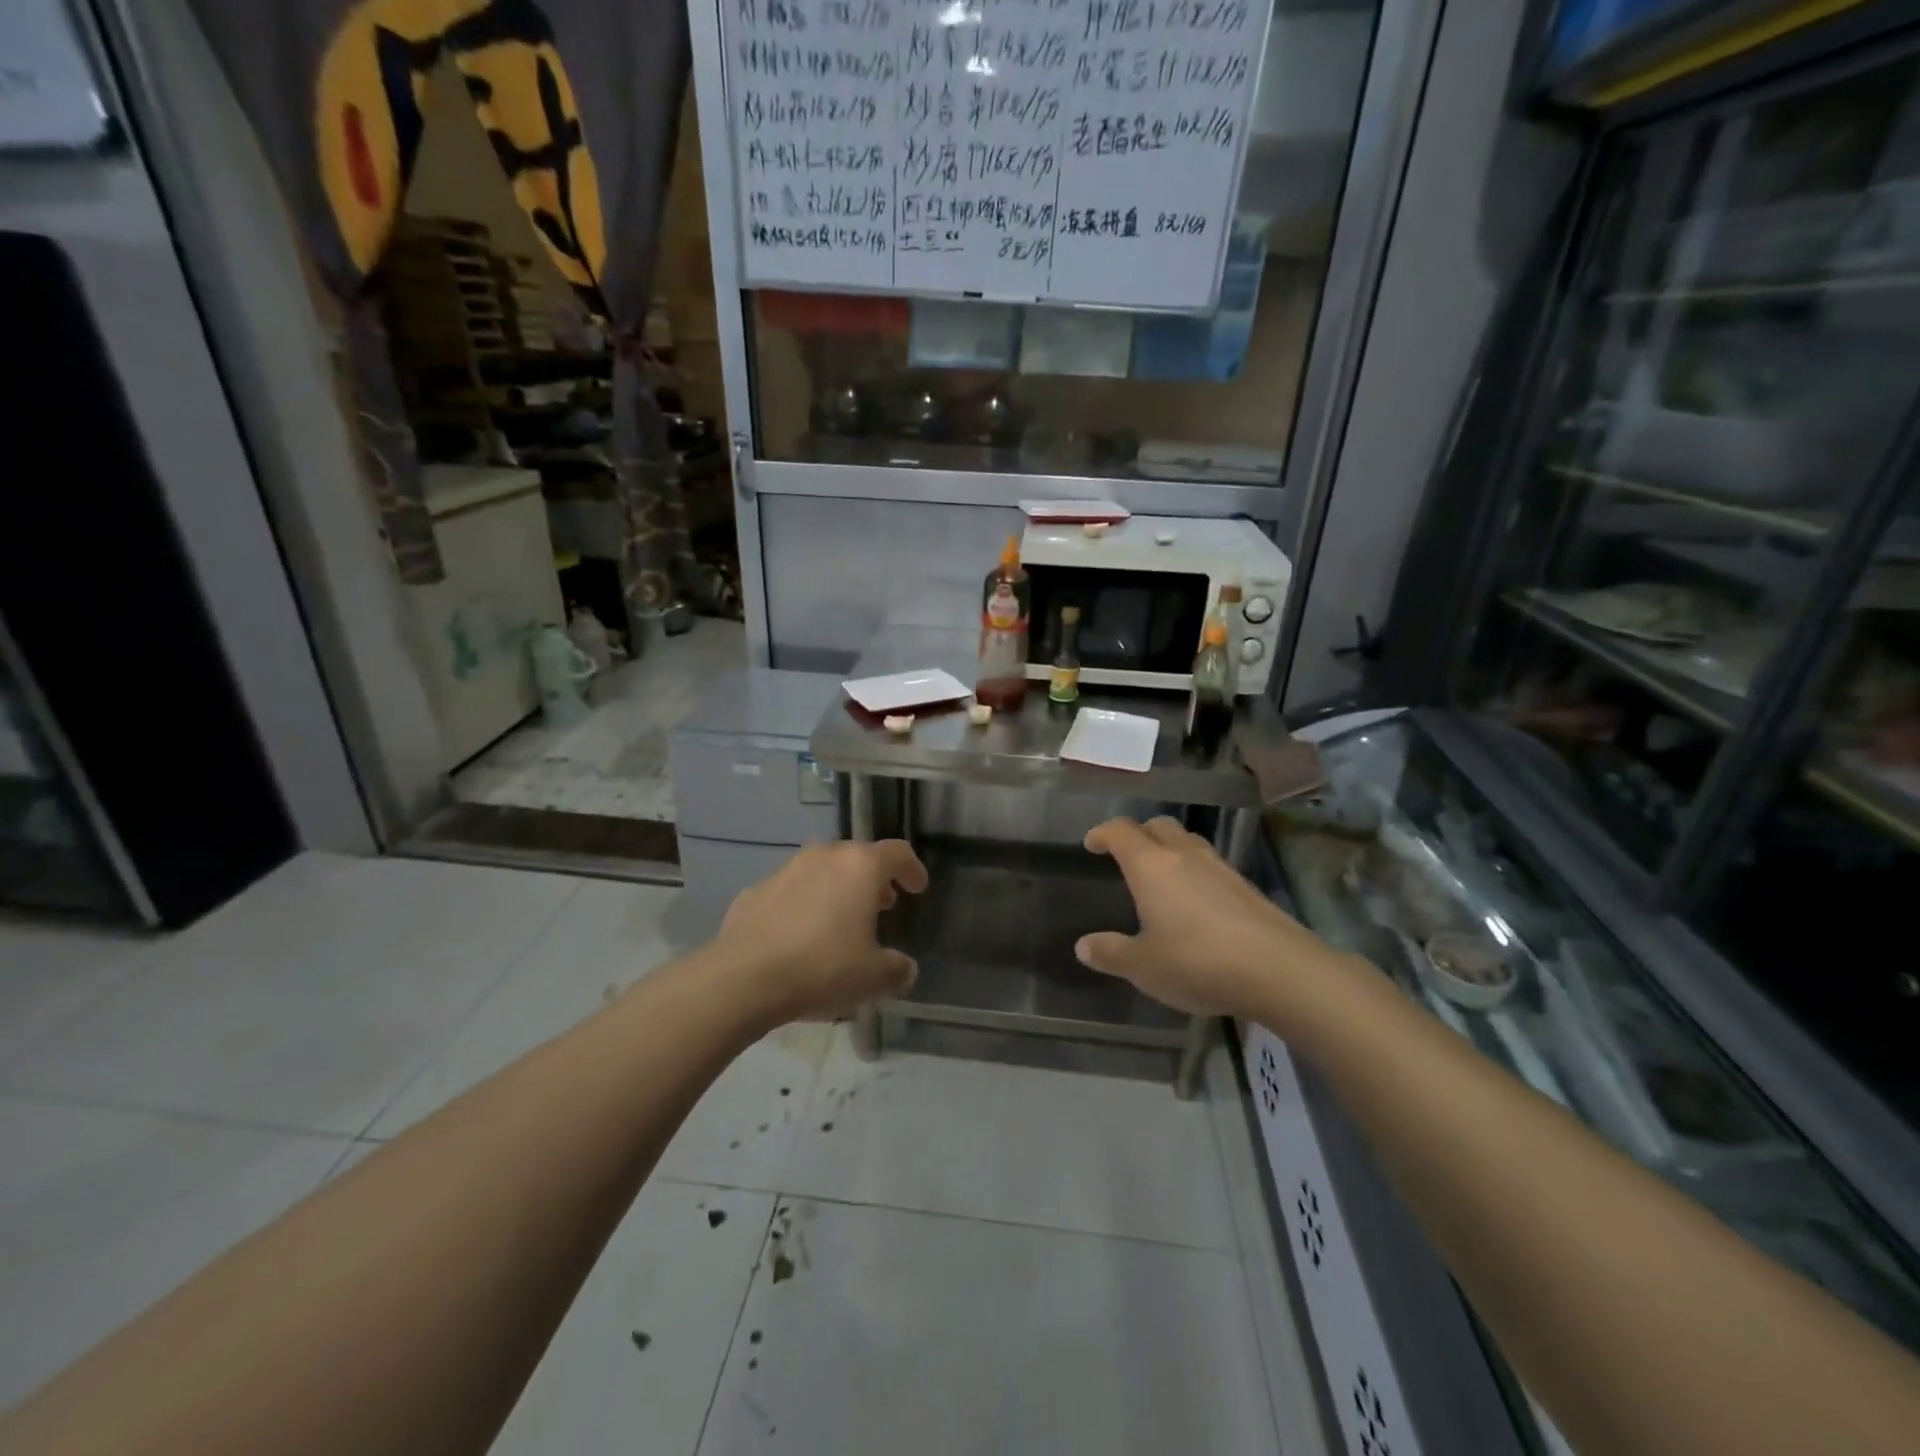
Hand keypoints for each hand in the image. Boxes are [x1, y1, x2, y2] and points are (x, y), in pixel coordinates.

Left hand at [714, 840, 928, 1022]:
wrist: (743, 978)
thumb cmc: (822, 968)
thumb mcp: (874, 977)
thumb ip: (897, 969)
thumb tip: (905, 968)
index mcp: (860, 867)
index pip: (897, 853)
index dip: (912, 869)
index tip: (917, 888)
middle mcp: (825, 857)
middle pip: (858, 857)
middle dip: (874, 879)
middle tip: (883, 904)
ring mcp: (786, 870)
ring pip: (823, 870)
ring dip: (838, 889)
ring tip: (842, 920)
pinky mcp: (755, 890)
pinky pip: (791, 891)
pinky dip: (804, 904)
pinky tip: (801, 935)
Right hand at [1076, 816, 1335, 1017]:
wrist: (1279, 970)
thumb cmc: (1198, 962)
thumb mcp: (1143, 966)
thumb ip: (1111, 953)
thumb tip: (1083, 946)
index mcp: (1151, 866)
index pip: (1120, 831)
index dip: (1102, 833)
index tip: (1091, 843)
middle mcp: (1184, 856)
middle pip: (1158, 826)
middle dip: (1138, 833)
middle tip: (1125, 854)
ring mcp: (1220, 867)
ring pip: (1188, 842)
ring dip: (1169, 849)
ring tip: (1160, 875)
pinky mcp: (1246, 886)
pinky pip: (1210, 865)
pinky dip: (1194, 871)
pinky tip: (1195, 901)